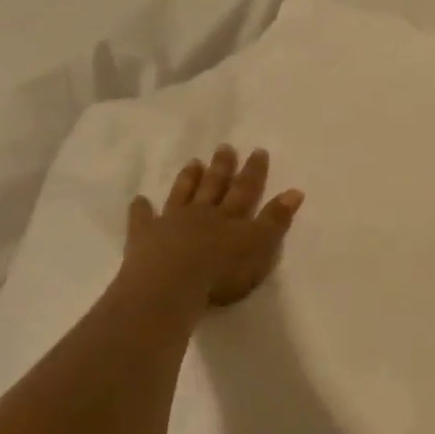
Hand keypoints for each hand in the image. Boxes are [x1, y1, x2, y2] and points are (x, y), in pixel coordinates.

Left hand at [113, 144, 303, 326]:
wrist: (169, 286)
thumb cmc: (220, 272)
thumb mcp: (259, 247)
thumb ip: (276, 220)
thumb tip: (295, 191)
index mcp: (230, 217)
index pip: (246, 189)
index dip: (254, 171)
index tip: (258, 151)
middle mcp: (202, 213)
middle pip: (214, 186)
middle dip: (221, 167)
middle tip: (224, 147)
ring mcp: (170, 223)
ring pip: (182, 195)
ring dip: (189, 179)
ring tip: (193, 162)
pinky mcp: (143, 237)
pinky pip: (141, 219)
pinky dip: (141, 209)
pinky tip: (139, 199)